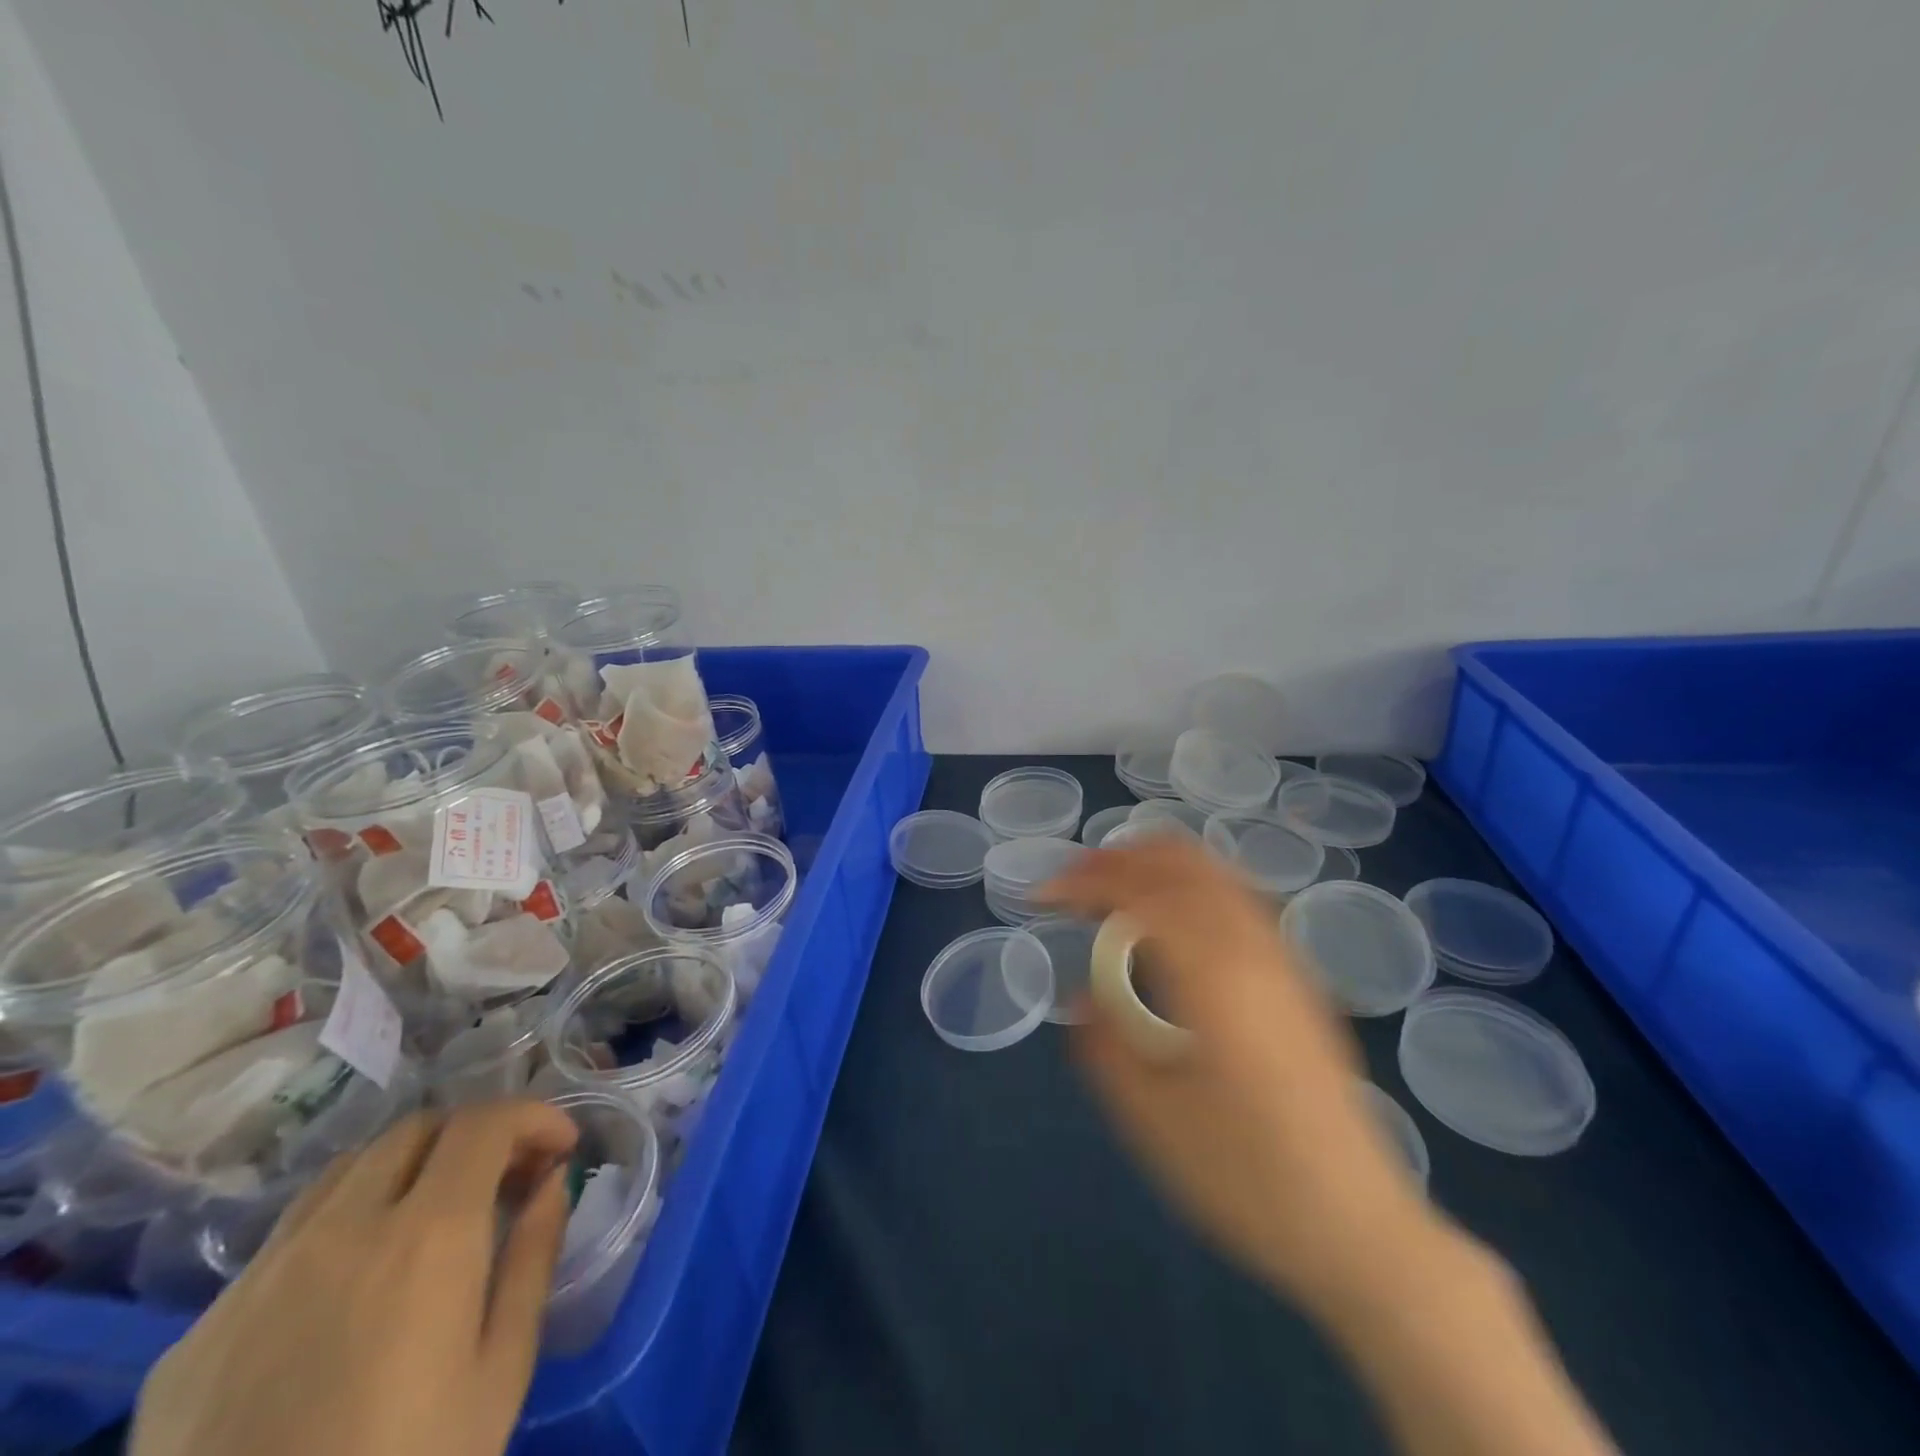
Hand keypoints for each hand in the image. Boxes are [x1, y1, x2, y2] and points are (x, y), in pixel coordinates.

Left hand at [130, 1100, 578, 1455]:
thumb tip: (553, 1180)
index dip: (534, 1116)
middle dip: (474, 1134)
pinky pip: (284, 1241)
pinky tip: (350, 1290)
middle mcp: (339, 1231)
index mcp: (426, 1236)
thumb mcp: (501, 1371)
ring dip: (405, 1169)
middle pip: (415, 1129)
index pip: (486, 1122)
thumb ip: (533, 1256)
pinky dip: (341, 1227)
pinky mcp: (198, 1332)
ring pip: (345, 1172)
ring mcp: (257, 1278)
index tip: (561, 1146)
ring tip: (431, 1217)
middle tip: (505, 1178)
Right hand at [1043, 837, 1437, 1319]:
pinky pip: (1237, 896)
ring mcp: (1283, 956)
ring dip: (1157, 864)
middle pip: (1180, 860)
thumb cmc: (1245, 1177)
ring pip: (1215, 871)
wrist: (1357, 1226)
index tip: (1042, 897)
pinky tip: (1172, 918)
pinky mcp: (1300, 975)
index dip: (1082, 881)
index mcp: (1211, 975)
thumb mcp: (1149, 1119)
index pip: (1137, 892)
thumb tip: (1082, 993)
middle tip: (1074, 882)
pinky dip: (1192, 882)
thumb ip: (1103, 1044)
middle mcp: (1251, 947)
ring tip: (1114, 888)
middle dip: (1119, 857)